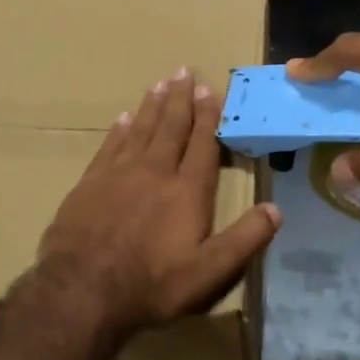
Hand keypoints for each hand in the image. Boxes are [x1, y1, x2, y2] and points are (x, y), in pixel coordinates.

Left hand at [38, 66, 280, 332]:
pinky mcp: (90, 182)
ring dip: (152, 106)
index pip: (202, 144)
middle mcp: (155, 172)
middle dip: (180, 99)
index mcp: (187, 191)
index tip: (209, 89)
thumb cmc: (152, 283)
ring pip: (140, 130)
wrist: (83, 288)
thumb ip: (244, 240)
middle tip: (184, 71)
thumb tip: (276, 209)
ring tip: (160, 83)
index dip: (208, 116)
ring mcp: (119, 174)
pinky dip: (120, 129)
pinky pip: (110, 145)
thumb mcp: (209, 272)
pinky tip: (124, 118)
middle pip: (170, 127)